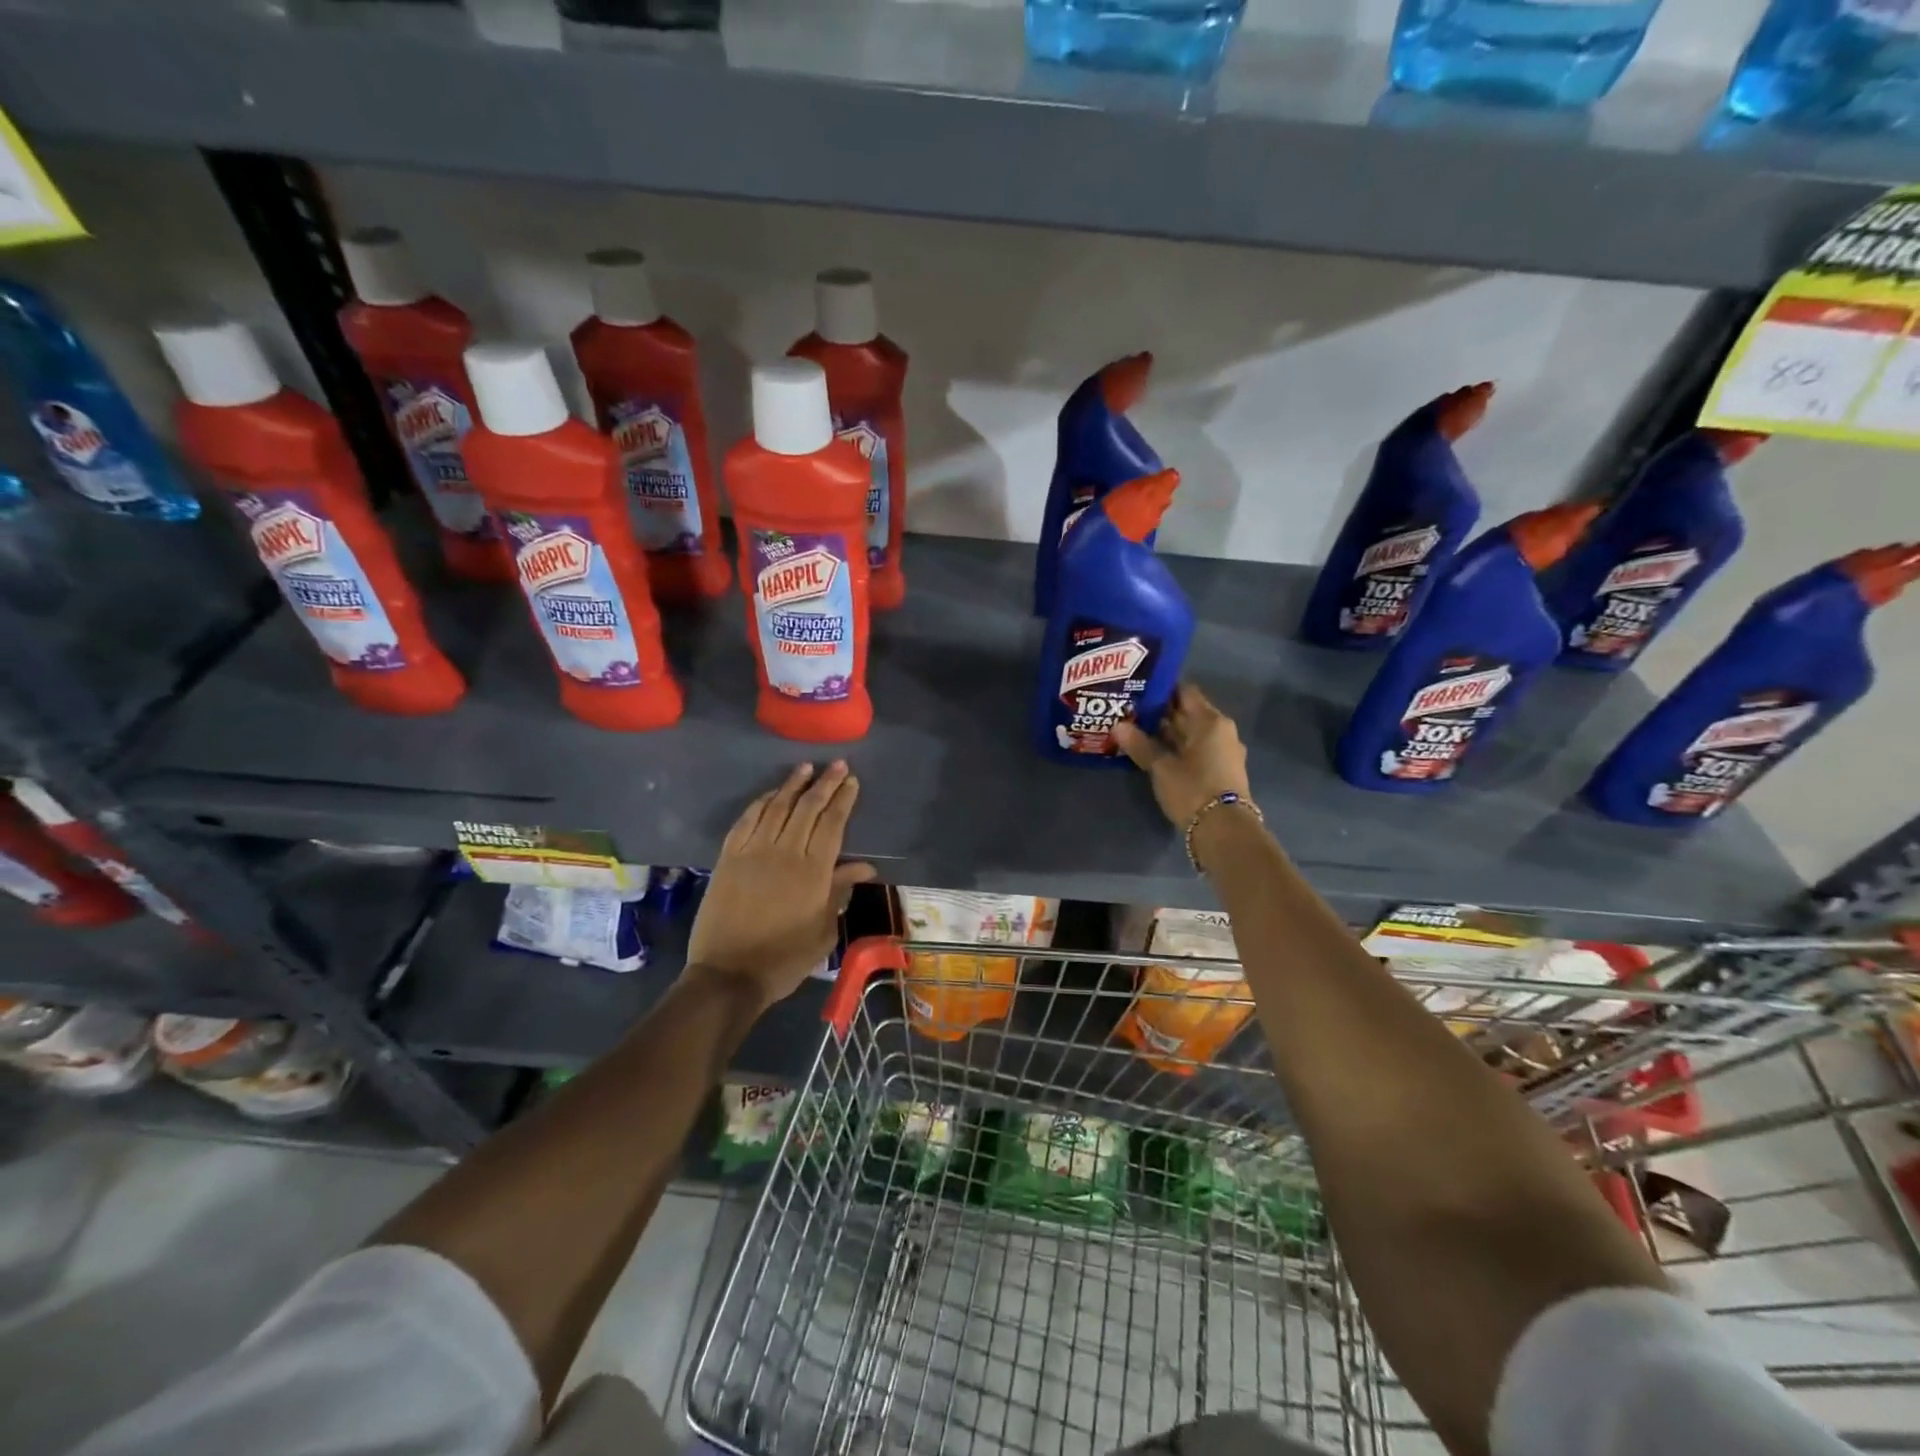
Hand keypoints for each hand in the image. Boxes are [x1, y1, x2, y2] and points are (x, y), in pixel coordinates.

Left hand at [685, 762, 877, 1011]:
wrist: (728, 975)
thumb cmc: (784, 958)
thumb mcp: (823, 930)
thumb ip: (839, 892)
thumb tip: (863, 867)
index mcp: (813, 871)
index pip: (832, 823)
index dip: (843, 800)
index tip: (852, 781)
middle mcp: (784, 852)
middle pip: (807, 808)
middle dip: (824, 783)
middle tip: (837, 765)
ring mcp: (753, 852)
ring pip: (776, 807)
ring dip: (792, 785)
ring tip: (805, 767)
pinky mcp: (728, 858)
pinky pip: (746, 821)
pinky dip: (760, 803)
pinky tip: (770, 795)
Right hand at [1111, 683, 1251, 830]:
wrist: (1225, 830)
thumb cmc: (1193, 789)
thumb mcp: (1161, 767)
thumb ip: (1140, 745)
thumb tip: (1118, 726)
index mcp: (1210, 721)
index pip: (1185, 691)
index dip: (1162, 688)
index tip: (1139, 688)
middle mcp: (1221, 730)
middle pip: (1188, 712)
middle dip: (1162, 712)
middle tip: (1131, 710)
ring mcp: (1224, 751)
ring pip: (1192, 733)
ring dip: (1168, 732)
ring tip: (1138, 731)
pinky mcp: (1222, 770)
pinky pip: (1197, 749)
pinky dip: (1178, 748)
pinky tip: (1157, 753)